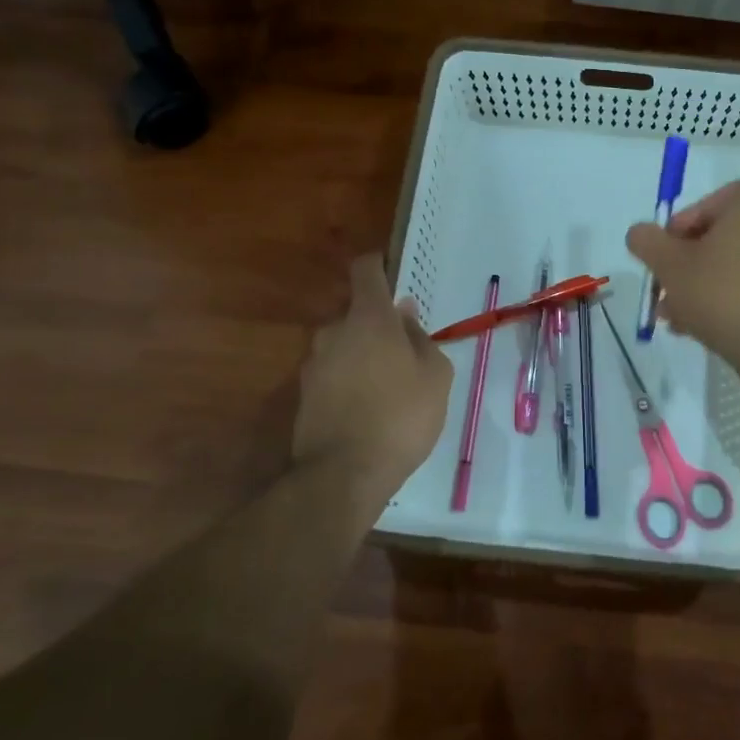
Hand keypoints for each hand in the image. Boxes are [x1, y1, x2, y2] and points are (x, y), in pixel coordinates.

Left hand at [294, 255, 452, 505]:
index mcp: (369, 318)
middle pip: (357, 314)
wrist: (343, 474)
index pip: (366, 271)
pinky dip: (350, 381)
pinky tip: (369, 409)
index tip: (392, 271)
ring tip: (390, 387)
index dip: (379, 265)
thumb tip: (405, 315)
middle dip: (379, 325)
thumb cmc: (401, 415)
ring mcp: (314, 364)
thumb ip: (422, 338)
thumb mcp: (436, 375)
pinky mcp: (304, 395)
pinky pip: (334, 374)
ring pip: (344, 346)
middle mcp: (334, 332)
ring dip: (364, 356)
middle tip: (406, 351)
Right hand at [625, 181, 739, 375]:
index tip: (660, 260)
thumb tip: (639, 232)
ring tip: (677, 320)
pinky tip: (707, 328)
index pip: (705, 204)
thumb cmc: (723, 296)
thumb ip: (647, 242)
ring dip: (703, 287)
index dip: (676, 231)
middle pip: (719, 238)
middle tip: (664, 295)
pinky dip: (731, 300)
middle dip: (685, 267)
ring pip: (735, 266)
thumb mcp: (670, 267)